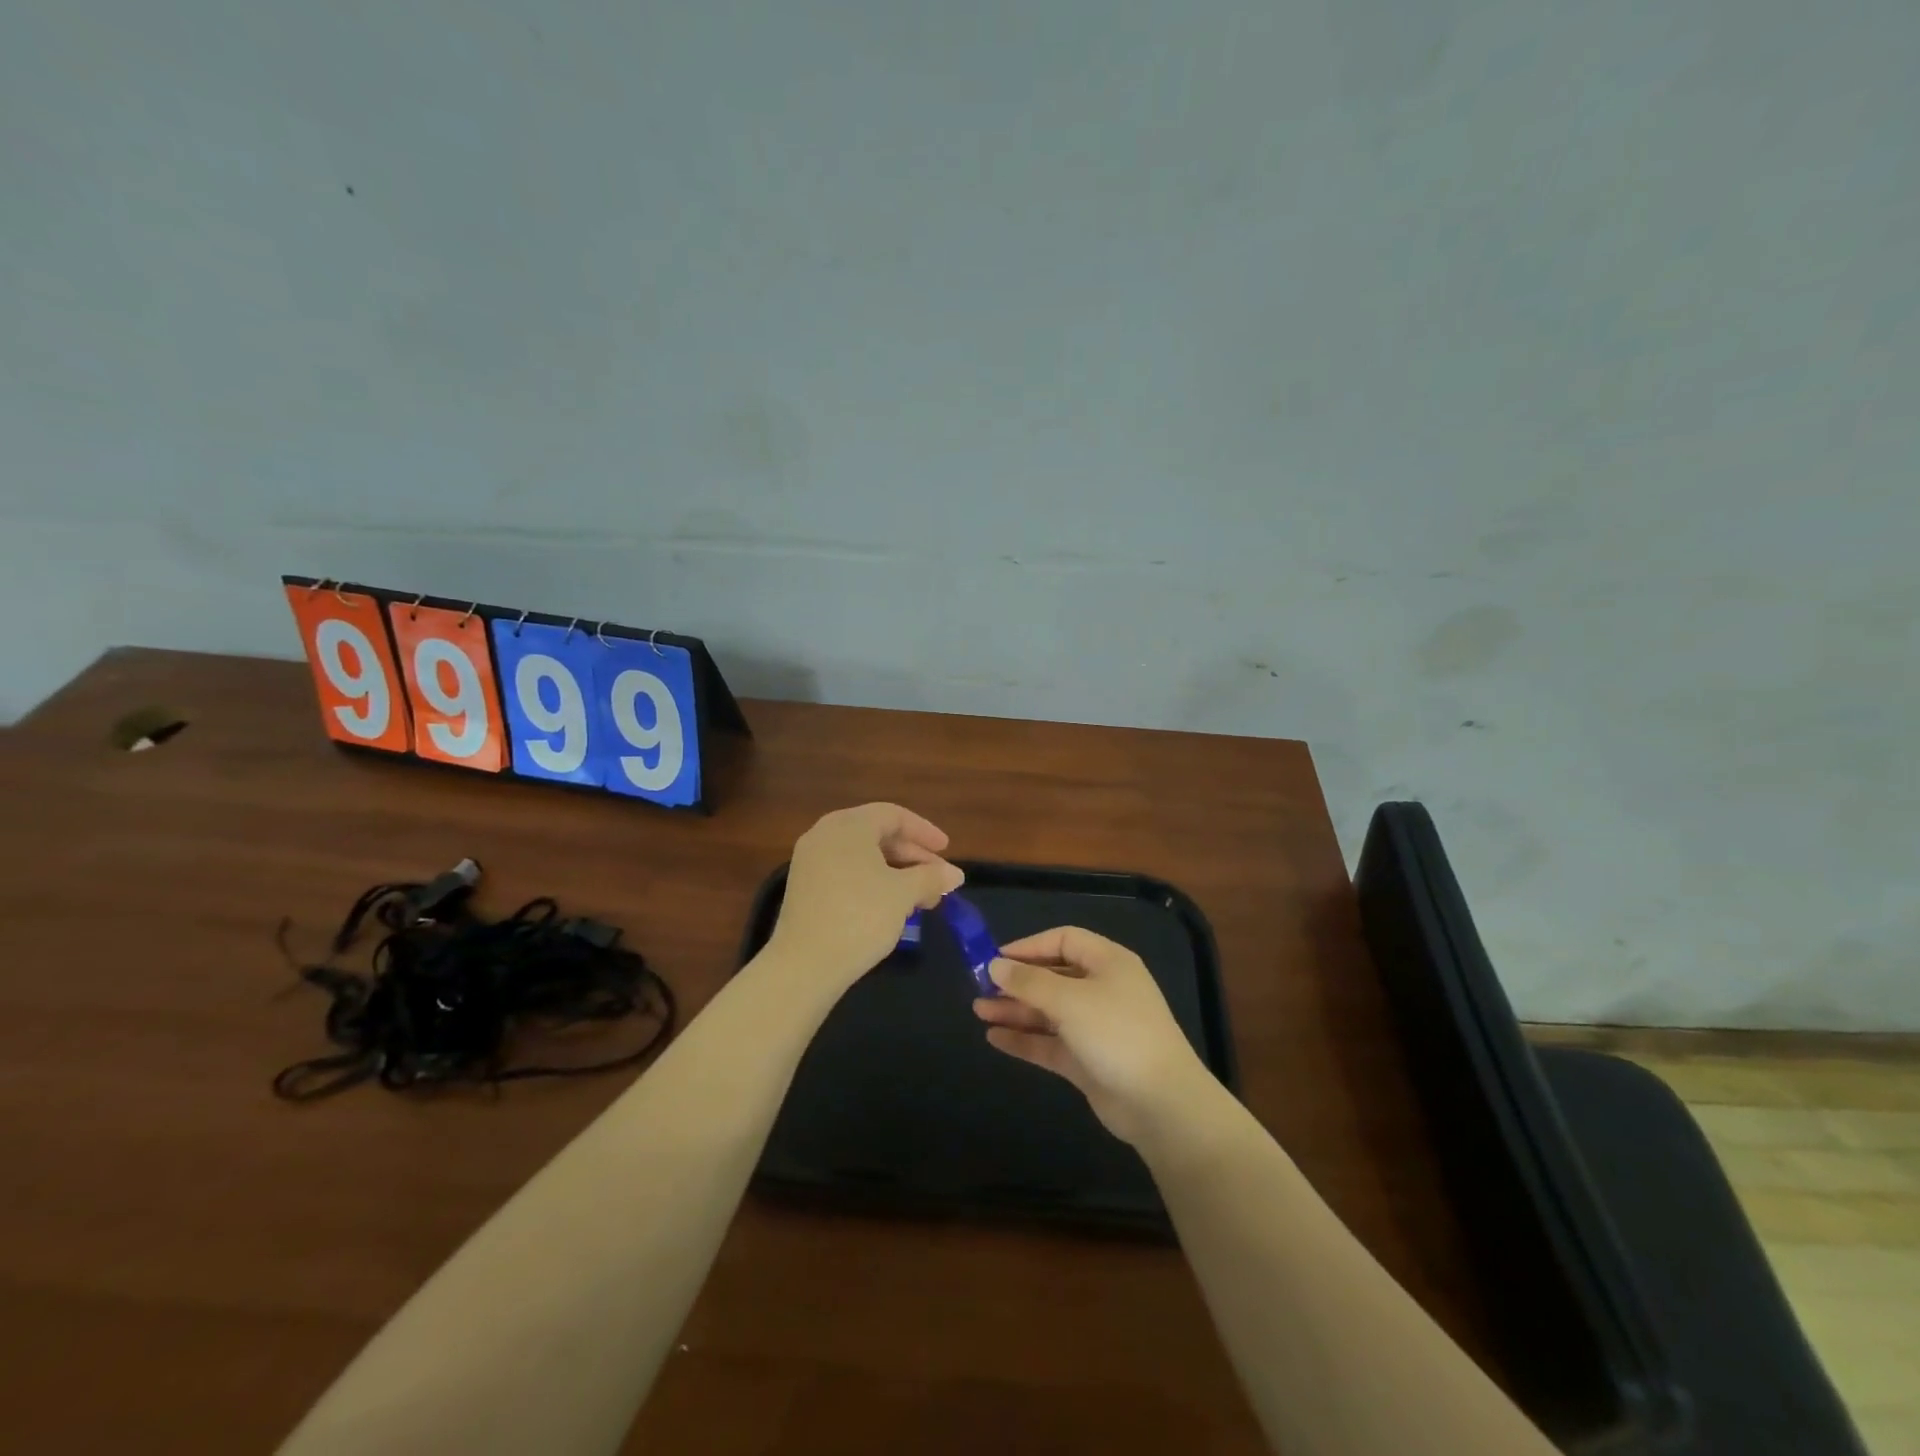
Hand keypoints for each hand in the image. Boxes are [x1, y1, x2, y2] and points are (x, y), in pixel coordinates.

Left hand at [765, 803, 963, 996]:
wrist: (805, 964)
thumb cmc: (860, 916)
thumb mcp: (903, 894)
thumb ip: (931, 878)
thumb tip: (955, 875)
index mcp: (848, 825)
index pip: (893, 815)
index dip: (924, 831)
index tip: (946, 850)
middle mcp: (825, 834)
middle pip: (876, 834)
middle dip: (912, 855)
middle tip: (937, 877)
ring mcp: (810, 860)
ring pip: (862, 855)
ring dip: (895, 871)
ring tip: (920, 896)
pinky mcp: (805, 887)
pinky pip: (846, 872)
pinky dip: (872, 881)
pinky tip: (890, 905)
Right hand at [974, 926, 1218, 1146]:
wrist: (1161, 1104)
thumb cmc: (1117, 1034)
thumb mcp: (1070, 1000)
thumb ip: (1029, 982)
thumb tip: (995, 965)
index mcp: (1108, 963)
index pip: (1065, 940)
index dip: (1030, 946)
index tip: (996, 958)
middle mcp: (1102, 990)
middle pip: (1053, 976)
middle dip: (1017, 982)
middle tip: (979, 987)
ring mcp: (1095, 1027)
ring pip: (1048, 1011)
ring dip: (1015, 1010)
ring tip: (978, 1011)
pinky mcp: (1087, 1061)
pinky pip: (1050, 1043)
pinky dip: (1025, 1039)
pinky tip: (995, 1038)